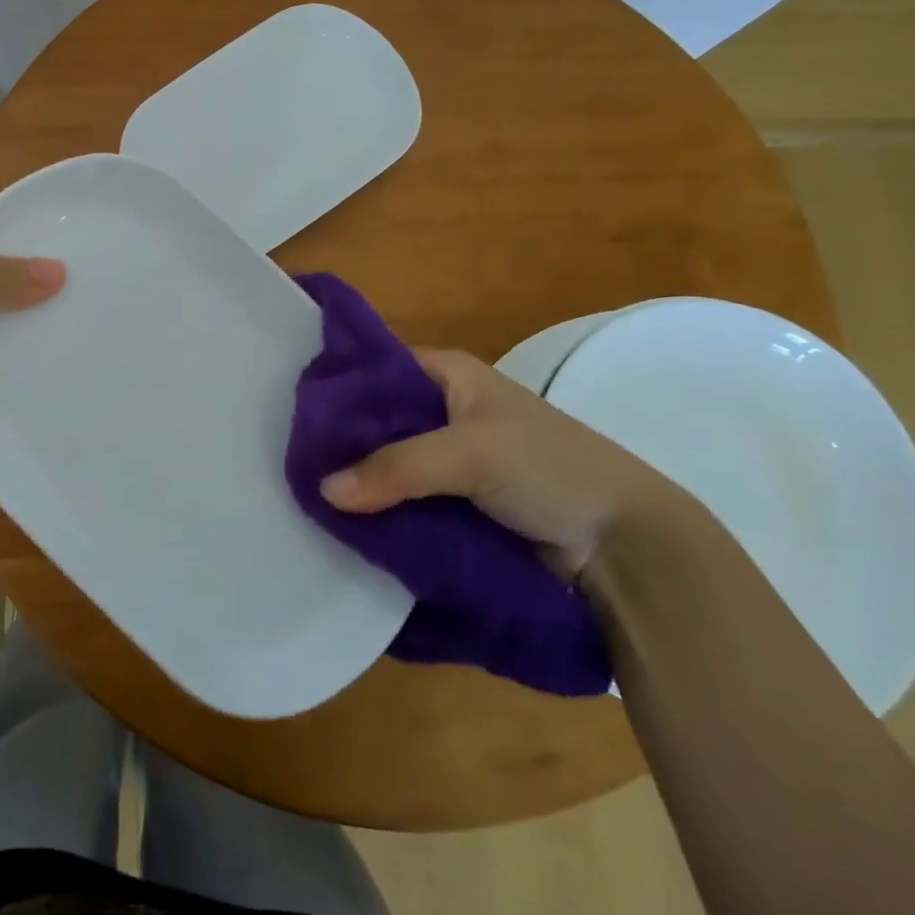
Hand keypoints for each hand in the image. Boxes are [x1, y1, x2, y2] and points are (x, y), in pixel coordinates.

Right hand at [318, 348, 683, 580]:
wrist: (626, 545)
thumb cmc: (550, 469)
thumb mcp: (470, 454)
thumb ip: (396, 468)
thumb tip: (323, 491)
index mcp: (448, 375)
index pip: (376, 368)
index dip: (337, 386)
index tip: (289, 410)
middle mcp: (444, 410)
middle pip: (377, 420)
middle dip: (339, 441)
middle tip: (287, 460)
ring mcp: (450, 460)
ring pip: (388, 463)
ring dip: (357, 480)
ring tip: (302, 495)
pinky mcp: (456, 503)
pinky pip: (404, 500)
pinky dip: (380, 509)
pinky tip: (343, 522)